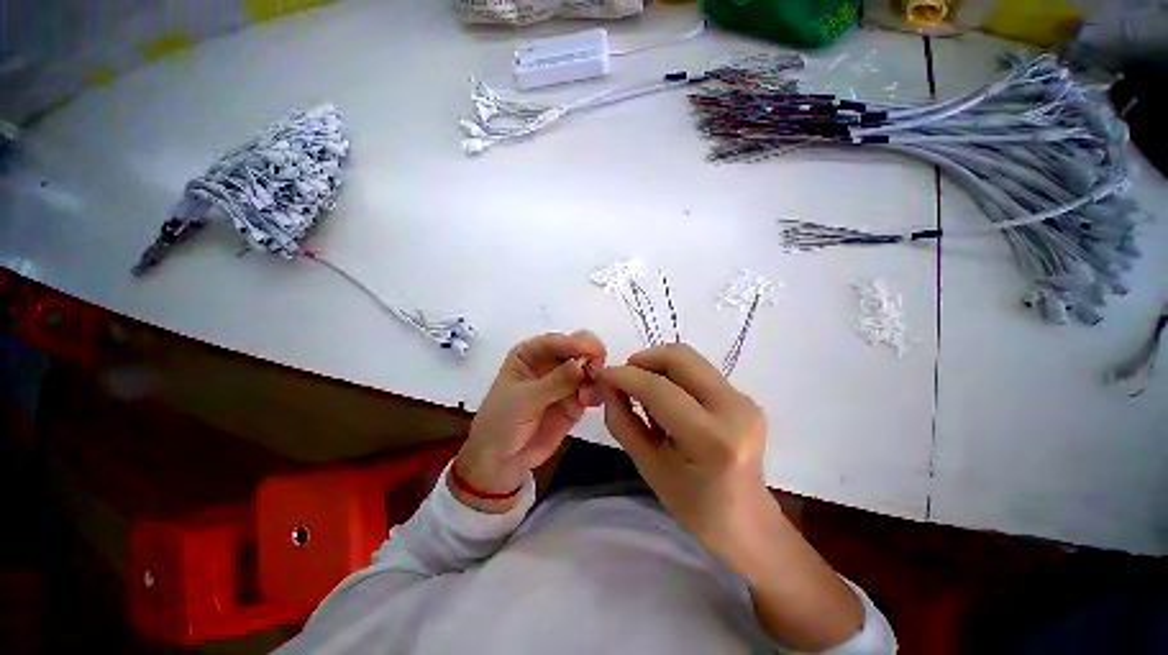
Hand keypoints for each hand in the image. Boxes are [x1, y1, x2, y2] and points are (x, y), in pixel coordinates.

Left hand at [453, 331, 605, 511]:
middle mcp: (549, 362)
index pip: (556, 342)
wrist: (500, 460)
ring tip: (591, 394)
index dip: (576, 343)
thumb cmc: (502, 421)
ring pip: (588, 369)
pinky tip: (593, 401)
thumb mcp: (525, 399)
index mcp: (530, 353)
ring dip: (595, 376)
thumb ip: (555, 382)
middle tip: (598, 370)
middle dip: (591, 356)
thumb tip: (582, 365)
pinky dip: (596, 392)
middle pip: (577, 349)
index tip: (594, 351)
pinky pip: (591, 390)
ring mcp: (564, 381)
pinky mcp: (574, 401)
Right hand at [597, 343, 767, 558]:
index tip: (603, 374)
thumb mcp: (647, 466)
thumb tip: (607, 383)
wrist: (747, 520)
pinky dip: (671, 374)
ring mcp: (743, 399)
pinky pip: (697, 370)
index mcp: (712, 439)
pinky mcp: (743, 396)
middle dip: (643, 360)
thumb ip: (622, 420)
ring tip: (642, 391)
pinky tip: (665, 398)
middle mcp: (735, 409)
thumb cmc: (693, 505)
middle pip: (679, 357)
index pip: (659, 389)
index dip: (625, 376)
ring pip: (688, 358)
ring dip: (656, 366)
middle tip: (623, 379)